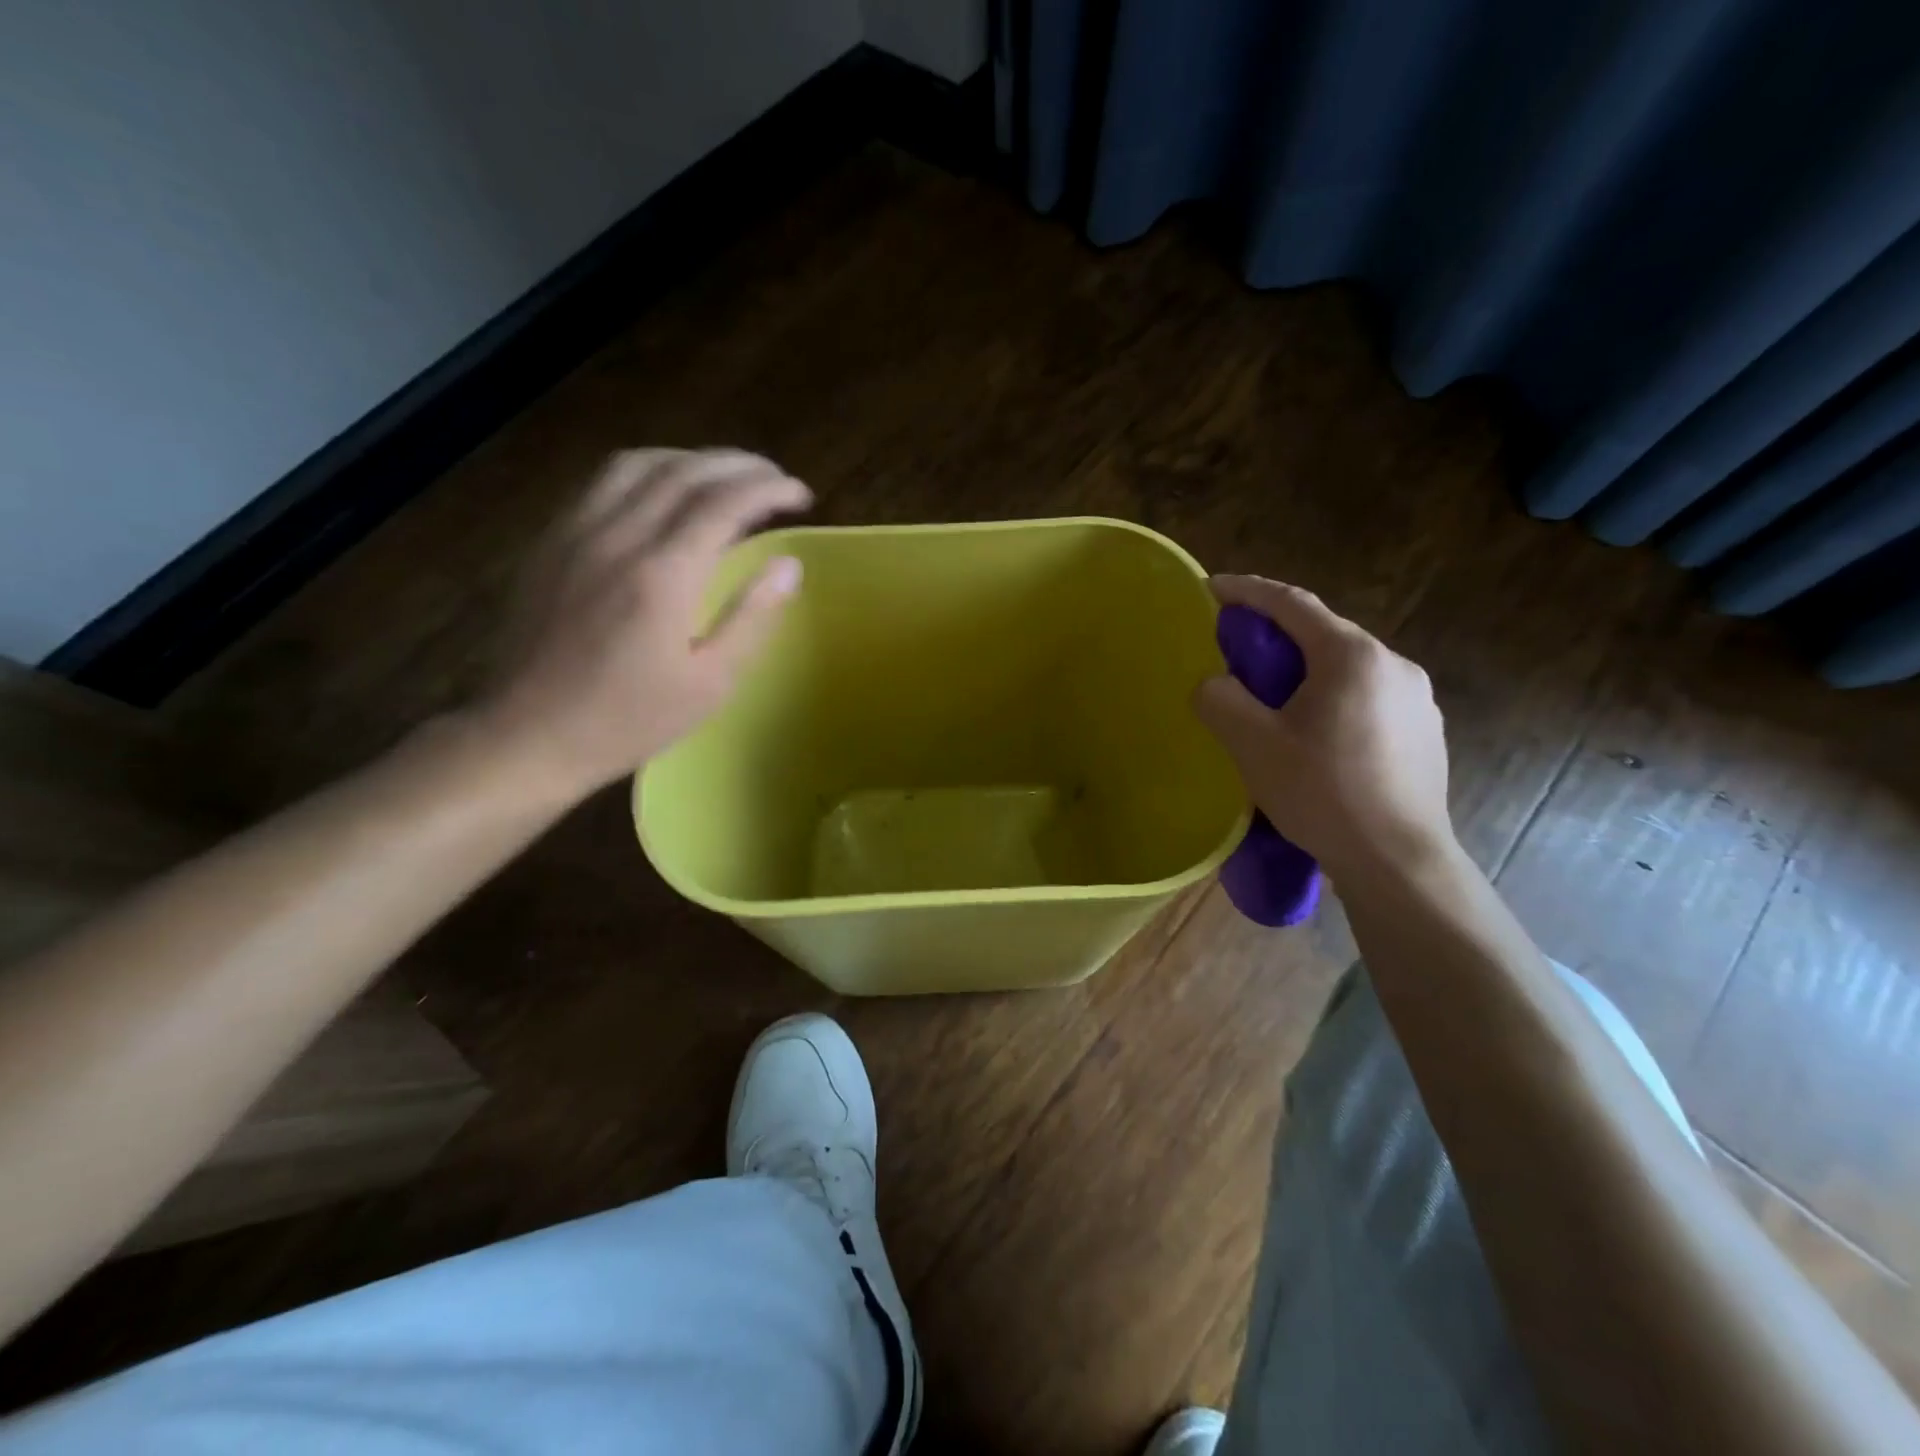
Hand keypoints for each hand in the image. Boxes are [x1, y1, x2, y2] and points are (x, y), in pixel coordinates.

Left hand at [473, 448, 808, 799]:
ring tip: (724, 476)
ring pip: (638, 464)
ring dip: (691, 459)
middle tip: (774, 479)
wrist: (527, 735)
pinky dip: (648, 472)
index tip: (801, 495)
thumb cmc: (628, 720)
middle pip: (684, 470)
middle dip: (739, 464)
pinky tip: (664, 495)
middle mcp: (617, 537)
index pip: (725, 503)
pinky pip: (602, 483)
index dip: (770, 488)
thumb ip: (751, 616)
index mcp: (662, 575)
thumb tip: (789, 564)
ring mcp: (575, 532)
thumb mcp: (708, 684)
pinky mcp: (550, 541)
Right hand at [1193, 576, 1454, 880]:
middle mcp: (1394, 664)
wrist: (1398, 860)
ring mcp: (1418, 699)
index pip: (1292, 604)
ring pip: (1347, 667)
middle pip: (1323, 633)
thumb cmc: (1323, 794)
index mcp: (1352, 656)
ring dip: (1306, 670)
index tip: (1213, 588)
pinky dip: (1332, 697)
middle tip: (1236, 652)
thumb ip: (1221, 700)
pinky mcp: (1425, 732)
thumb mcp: (1253, 744)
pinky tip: (1316, 734)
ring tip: (1273, 699)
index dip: (1248, 591)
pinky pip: (1367, 696)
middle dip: (1275, 634)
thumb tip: (1216, 684)